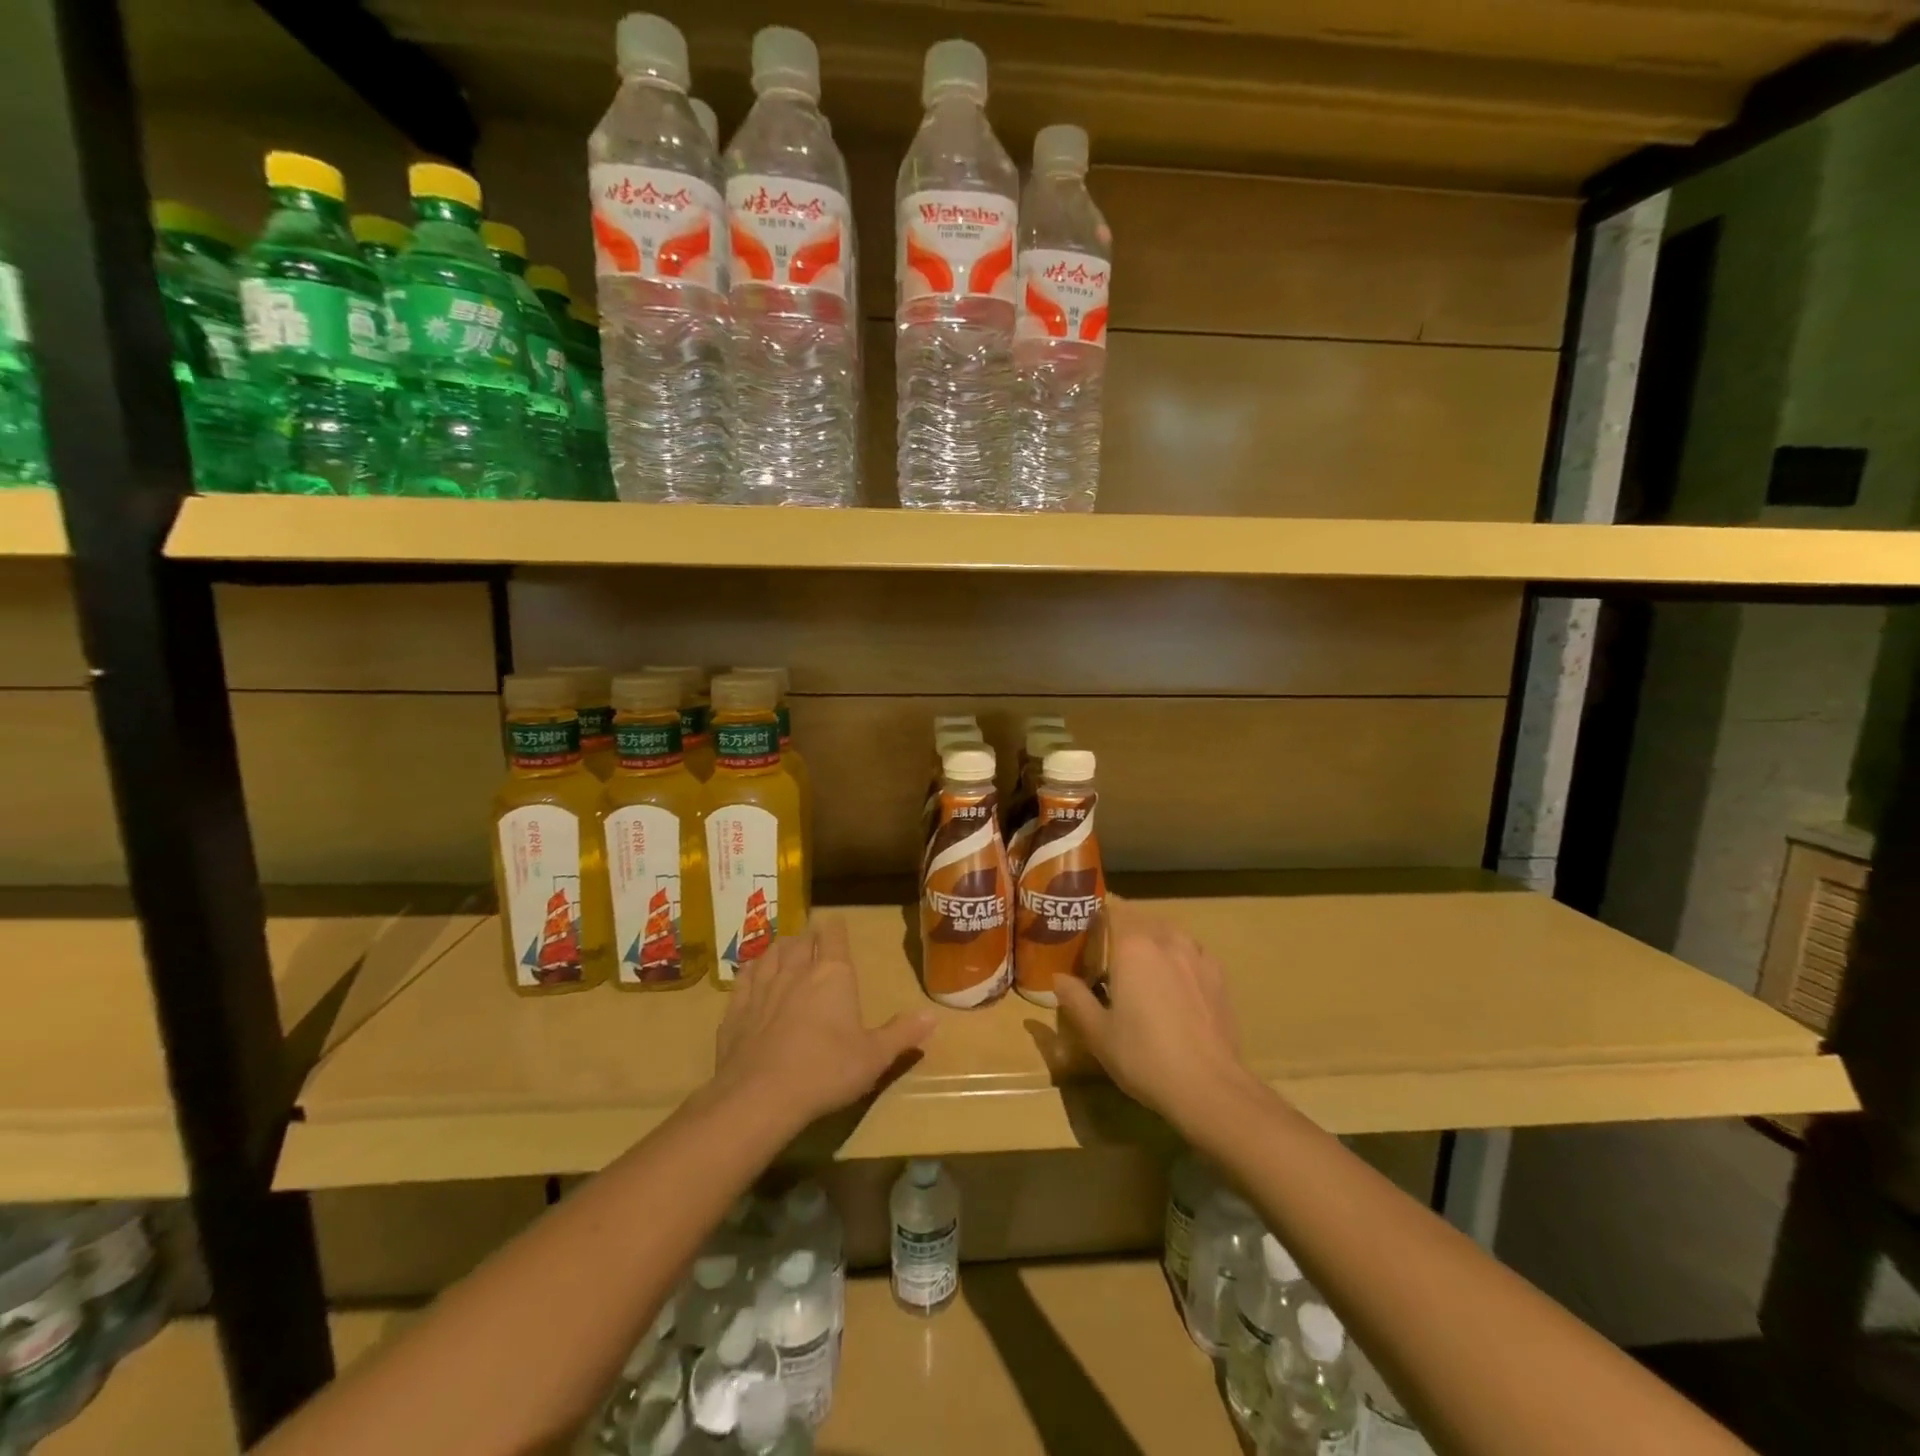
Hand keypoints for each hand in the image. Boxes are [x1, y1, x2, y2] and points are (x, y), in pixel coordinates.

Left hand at [712, 916, 936, 1127]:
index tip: (836, 923)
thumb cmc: (826, 1071)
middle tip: (812, 938)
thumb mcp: (874, 1057)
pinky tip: (751, 974)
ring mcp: (761, 988)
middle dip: (808, 937)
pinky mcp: (735, 1010)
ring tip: (784, 948)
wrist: (760, 1096)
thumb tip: (933, 1016)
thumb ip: (902, 1033)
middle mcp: (796, 971)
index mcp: (832, 975)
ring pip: (770, 954)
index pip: (833, 937)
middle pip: (800, 941)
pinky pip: (743, 978)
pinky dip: (750, 971)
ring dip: (780, 948)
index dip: (835, 928)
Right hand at [1054, 900, 1260, 1135]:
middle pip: (1141, 919)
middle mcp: (1166, 940)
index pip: (1113, 910)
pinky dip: (1180, 957)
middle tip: (1110, 954)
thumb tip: (1058, 978)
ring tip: (1144, 966)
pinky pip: (1193, 953)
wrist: (1208, 1087)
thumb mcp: (1097, 1033)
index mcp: (1132, 946)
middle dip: (1124, 929)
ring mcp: (1197, 956)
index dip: (1098, 916)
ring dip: (1154, 940)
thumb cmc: (1144, 1057)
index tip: (1086, 932)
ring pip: (1170, 933)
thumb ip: (1075, 999)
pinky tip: (1176, 982)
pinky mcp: (1218, 976)